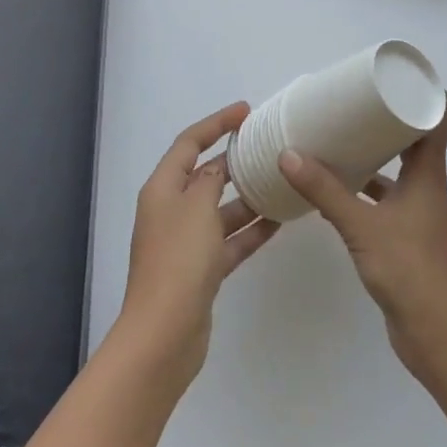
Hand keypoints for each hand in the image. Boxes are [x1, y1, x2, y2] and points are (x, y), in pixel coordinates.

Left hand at [118, 102, 279, 388]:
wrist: (165, 334)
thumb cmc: (179, 260)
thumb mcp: (197, 207)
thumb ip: (210, 179)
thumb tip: (217, 167)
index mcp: (163, 189)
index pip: (189, 143)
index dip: (215, 123)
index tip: (246, 111)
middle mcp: (171, 211)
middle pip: (205, 175)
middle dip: (235, 160)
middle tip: (269, 146)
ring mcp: (186, 243)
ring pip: (221, 209)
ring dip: (248, 197)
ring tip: (283, 182)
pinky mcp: (202, 270)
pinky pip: (230, 240)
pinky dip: (251, 231)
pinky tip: (281, 221)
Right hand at [279, 98, 446, 378]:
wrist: (437, 334)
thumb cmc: (409, 270)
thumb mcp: (362, 226)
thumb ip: (325, 192)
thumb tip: (289, 154)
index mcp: (428, 175)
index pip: (436, 118)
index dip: (422, 93)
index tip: (394, 75)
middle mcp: (427, 188)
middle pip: (413, 140)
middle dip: (386, 120)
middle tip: (353, 102)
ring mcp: (417, 213)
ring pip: (396, 171)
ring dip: (373, 155)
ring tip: (339, 139)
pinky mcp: (405, 237)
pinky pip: (384, 199)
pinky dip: (364, 189)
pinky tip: (337, 189)